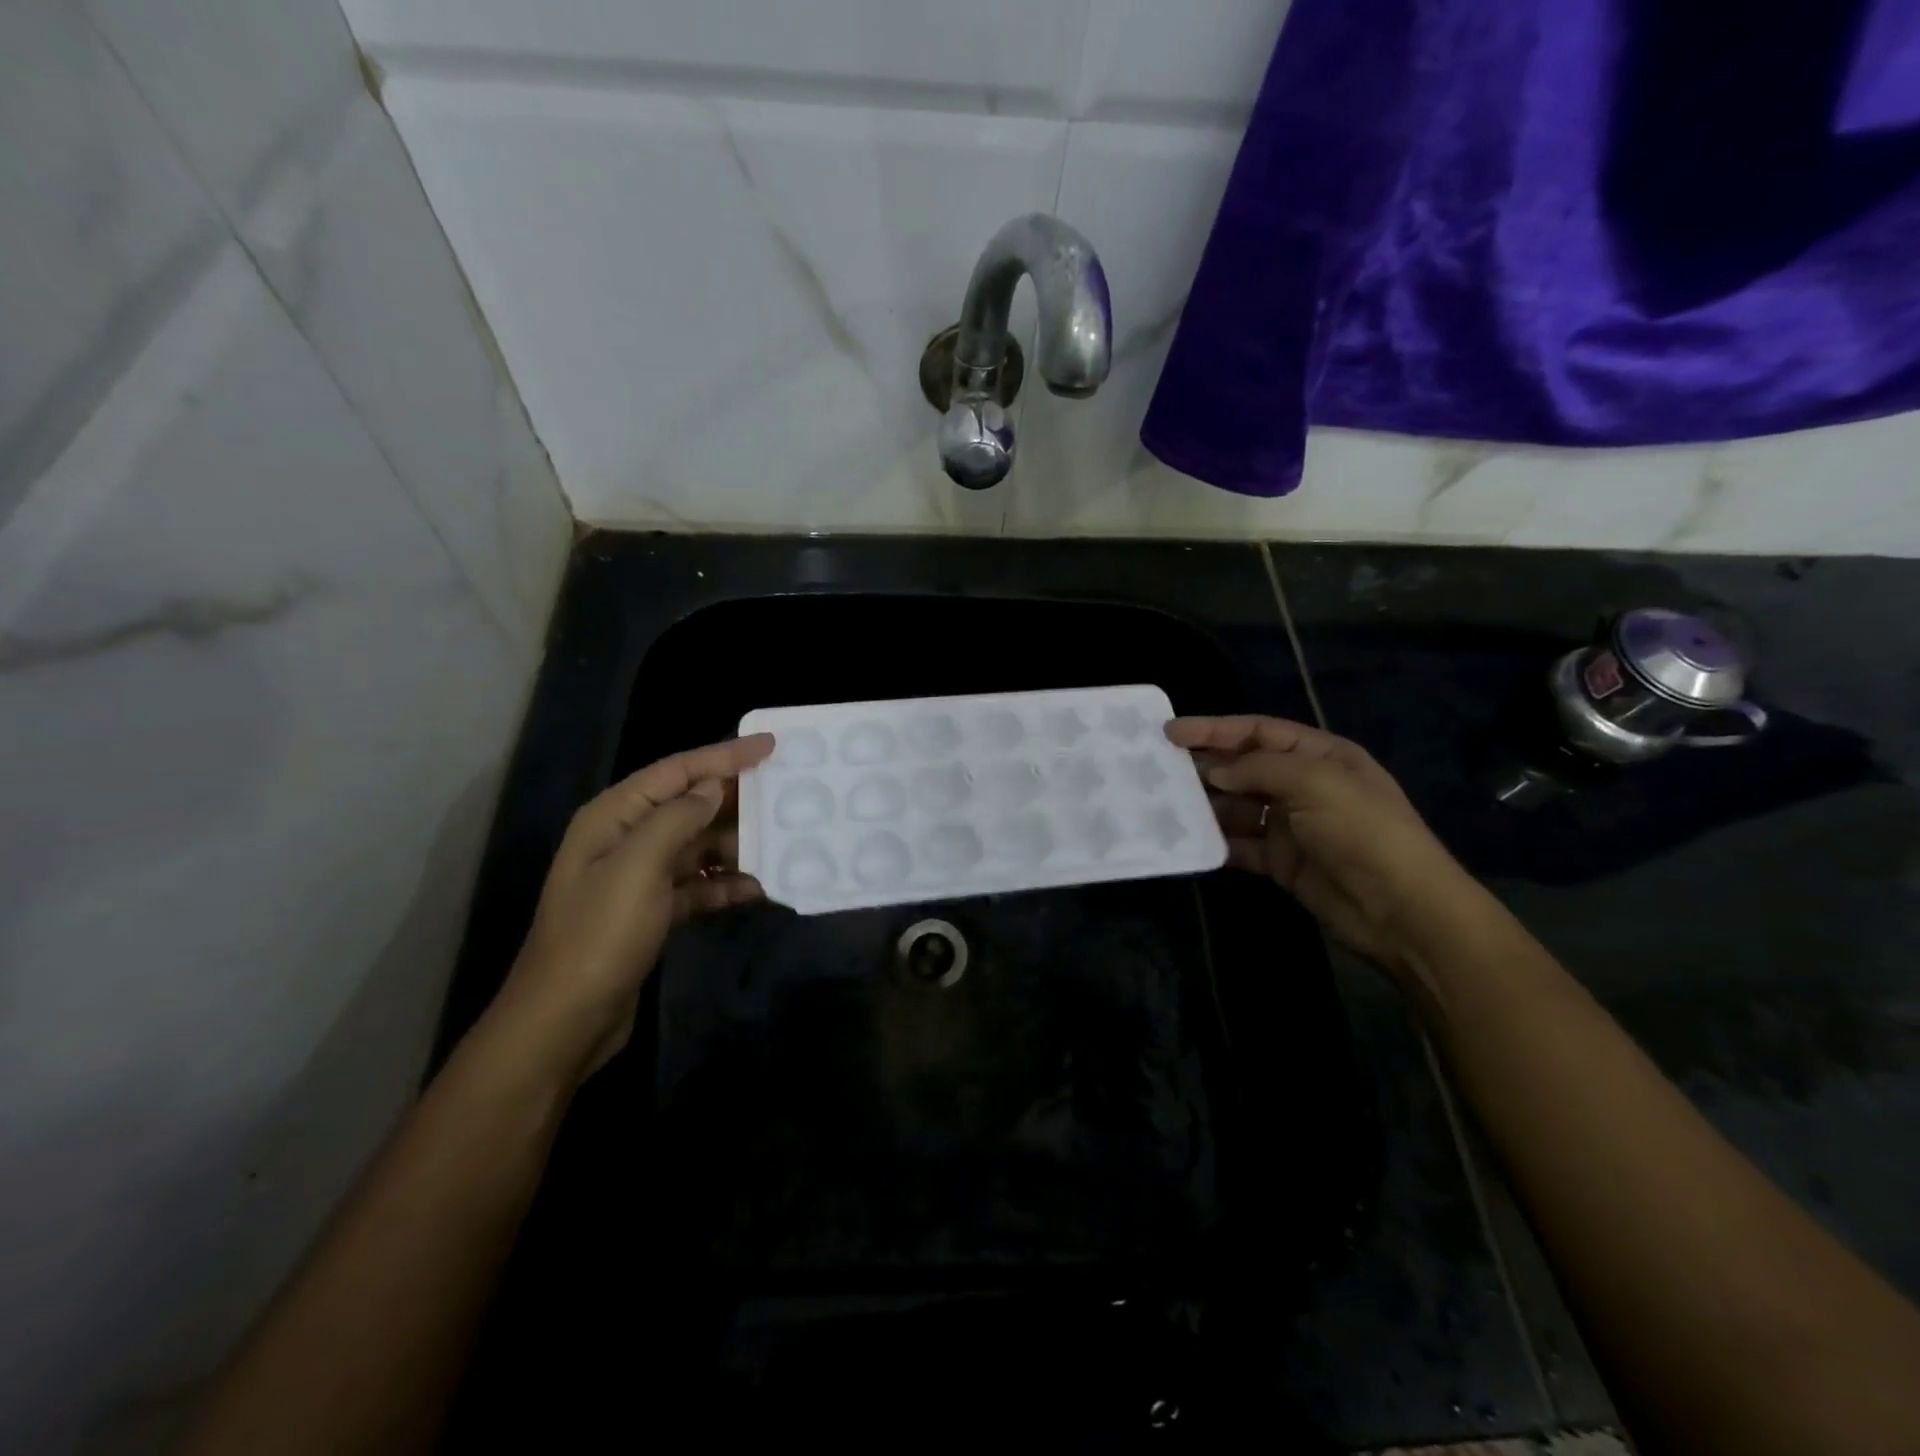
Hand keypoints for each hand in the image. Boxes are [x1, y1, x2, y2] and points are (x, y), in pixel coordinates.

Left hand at [489, 733, 775, 1083]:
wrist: (566, 1020)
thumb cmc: (599, 935)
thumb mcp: (638, 867)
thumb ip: (678, 818)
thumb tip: (713, 787)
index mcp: (614, 817)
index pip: (677, 771)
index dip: (725, 755)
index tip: (771, 746)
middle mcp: (626, 838)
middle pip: (690, 805)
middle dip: (736, 800)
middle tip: (787, 793)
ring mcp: (640, 877)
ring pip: (698, 845)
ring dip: (736, 845)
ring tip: (781, 843)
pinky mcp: (653, 911)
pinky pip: (698, 884)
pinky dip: (725, 884)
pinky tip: (758, 889)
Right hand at [1167, 715, 1482, 981]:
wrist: (1402, 911)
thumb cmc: (1363, 832)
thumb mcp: (1316, 783)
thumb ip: (1259, 768)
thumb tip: (1213, 771)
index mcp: (1321, 756)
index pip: (1259, 732)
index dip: (1215, 729)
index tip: (1170, 733)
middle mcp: (1304, 785)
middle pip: (1244, 768)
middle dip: (1205, 766)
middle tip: (1159, 768)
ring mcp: (1292, 826)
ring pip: (1238, 807)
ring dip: (1206, 806)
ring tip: (1165, 804)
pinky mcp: (1282, 863)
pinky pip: (1240, 846)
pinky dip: (1217, 843)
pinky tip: (1188, 841)